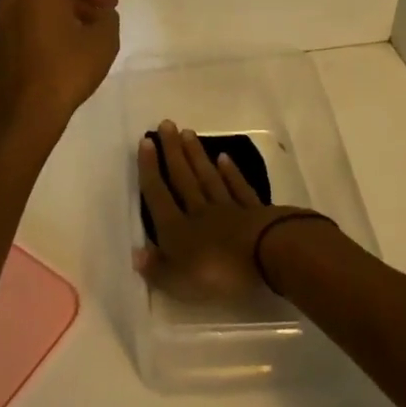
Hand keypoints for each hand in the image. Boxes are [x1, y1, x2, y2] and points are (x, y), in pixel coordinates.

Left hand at [0, 0, 119, 131]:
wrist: (27, 115)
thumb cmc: (68, 70)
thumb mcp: (104, 40)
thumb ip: (107, 18)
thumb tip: (100, 16)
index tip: (109, 6)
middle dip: (75, 0)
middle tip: (97, 19)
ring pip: (31, 9)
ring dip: (56, 17)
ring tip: (78, 38)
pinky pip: (19, 31)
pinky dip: (37, 34)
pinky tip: (54, 56)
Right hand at [135, 121, 305, 300]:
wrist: (268, 256)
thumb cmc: (220, 272)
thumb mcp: (180, 282)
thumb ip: (158, 269)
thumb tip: (137, 253)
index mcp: (178, 230)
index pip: (159, 195)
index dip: (150, 169)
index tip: (146, 141)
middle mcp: (200, 212)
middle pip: (184, 178)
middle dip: (173, 151)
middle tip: (166, 124)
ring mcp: (229, 209)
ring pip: (209, 177)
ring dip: (197, 155)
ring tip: (188, 133)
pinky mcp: (255, 211)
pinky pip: (239, 188)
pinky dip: (231, 173)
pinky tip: (224, 158)